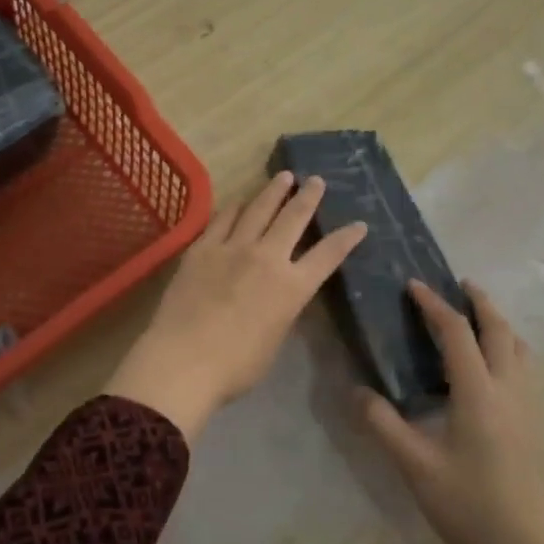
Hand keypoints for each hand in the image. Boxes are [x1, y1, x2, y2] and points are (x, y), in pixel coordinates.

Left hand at [106, 171, 365, 440]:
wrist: (184, 360)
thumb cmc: (235, 366)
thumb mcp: (274, 340)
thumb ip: (281, 310)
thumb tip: (279, 295)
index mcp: (292, 288)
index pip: (328, 255)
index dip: (346, 238)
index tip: (359, 223)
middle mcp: (267, 258)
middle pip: (293, 218)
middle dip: (308, 197)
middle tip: (316, 180)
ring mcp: (232, 248)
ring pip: (259, 209)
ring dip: (274, 191)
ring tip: (283, 176)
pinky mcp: (202, 248)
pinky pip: (223, 219)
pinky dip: (236, 206)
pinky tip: (240, 200)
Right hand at [361, 280, 543, 543]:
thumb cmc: (469, 506)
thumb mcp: (416, 466)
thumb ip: (383, 424)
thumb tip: (355, 390)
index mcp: (478, 392)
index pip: (457, 332)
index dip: (434, 304)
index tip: (413, 285)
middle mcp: (508, 388)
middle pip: (499, 329)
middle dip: (479, 301)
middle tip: (457, 284)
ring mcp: (527, 406)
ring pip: (519, 347)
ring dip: (498, 323)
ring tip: (475, 317)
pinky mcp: (534, 423)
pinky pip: (524, 367)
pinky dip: (508, 347)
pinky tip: (491, 365)